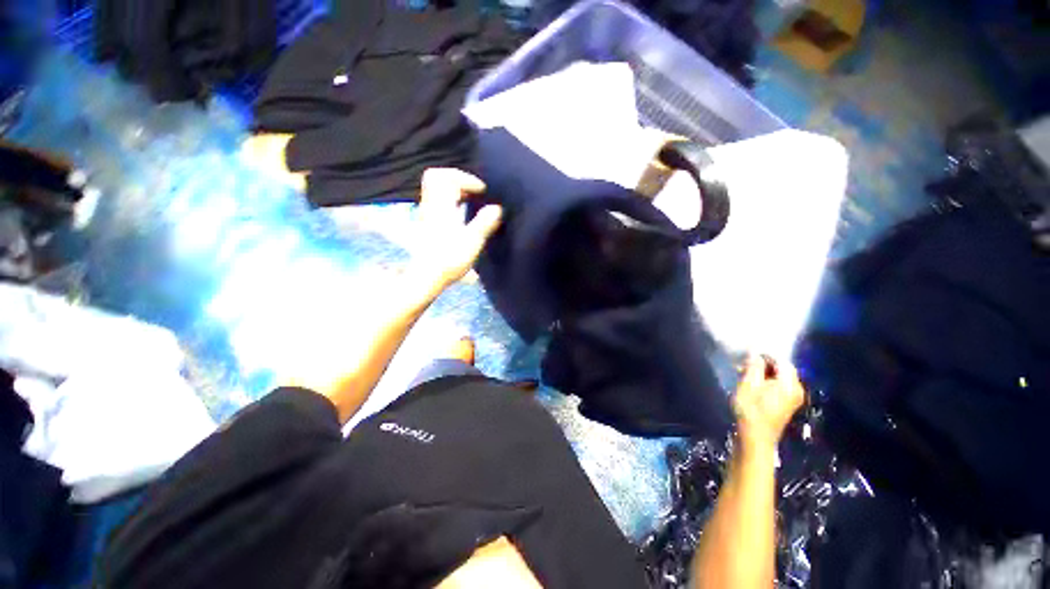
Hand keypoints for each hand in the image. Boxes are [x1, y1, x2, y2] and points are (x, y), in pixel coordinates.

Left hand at [412, 168, 502, 288]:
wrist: (427, 276)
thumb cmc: (450, 259)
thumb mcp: (472, 241)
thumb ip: (484, 222)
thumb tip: (497, 208)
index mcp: (441, 206)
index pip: (447, 178)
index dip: (467, 179)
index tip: (483, 192)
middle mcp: (431, 205)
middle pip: (436, 177)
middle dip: (457, 178)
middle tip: (474, 190)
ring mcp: (427, 213)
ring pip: (436, 189)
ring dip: (454, 189)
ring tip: (471, 199)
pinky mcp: (427, 222)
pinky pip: (437, 200)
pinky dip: (451, 199)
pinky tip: (462, 212)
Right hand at [732, 355, 805, 454]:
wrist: (755, 437)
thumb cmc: (750, 409)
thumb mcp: (748, 384)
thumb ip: (754, 365)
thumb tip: (755, 352)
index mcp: (790, 384)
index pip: (781, 360)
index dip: (765, 354)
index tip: (747, 354)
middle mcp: (797, 389)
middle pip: (782, 368)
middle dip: (763, 363)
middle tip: (742, 364)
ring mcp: (793, 398)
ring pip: (778, 377)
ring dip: (762, 372)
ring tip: (743, 373)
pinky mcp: (786, 404)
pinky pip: (778, 385)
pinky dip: (765, 381)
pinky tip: (751, 384)